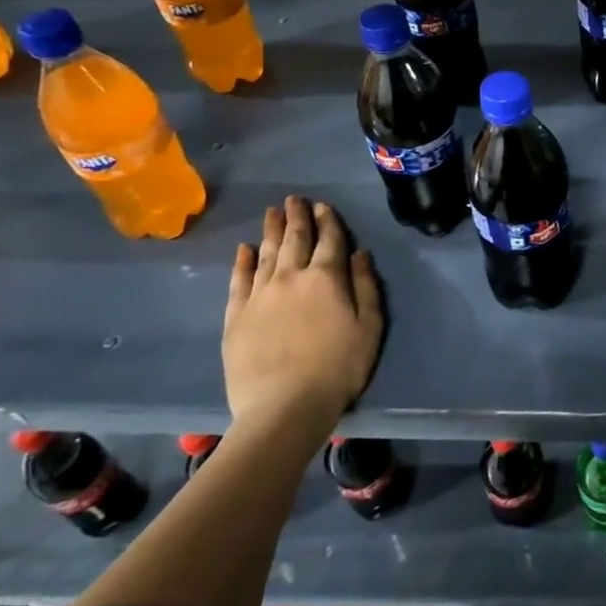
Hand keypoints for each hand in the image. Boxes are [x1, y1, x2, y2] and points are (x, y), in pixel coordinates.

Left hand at [222, 195, 382, 437]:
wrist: (284, 407)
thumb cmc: (338, 368)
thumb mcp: (369, 328)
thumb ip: (366, 287)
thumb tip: (359, 254)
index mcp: (326, 278)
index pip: (329, 241)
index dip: (328, 221)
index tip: (323, 206)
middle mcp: (291, 277)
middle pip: (294, 239)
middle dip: (297, 217)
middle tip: (294, 199)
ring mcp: (259, 295)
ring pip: (266, 253)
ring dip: (271, 230)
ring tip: (272, 212)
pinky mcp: (236, 316)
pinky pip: (239, 280)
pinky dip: (242, 261)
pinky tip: (244, 249)